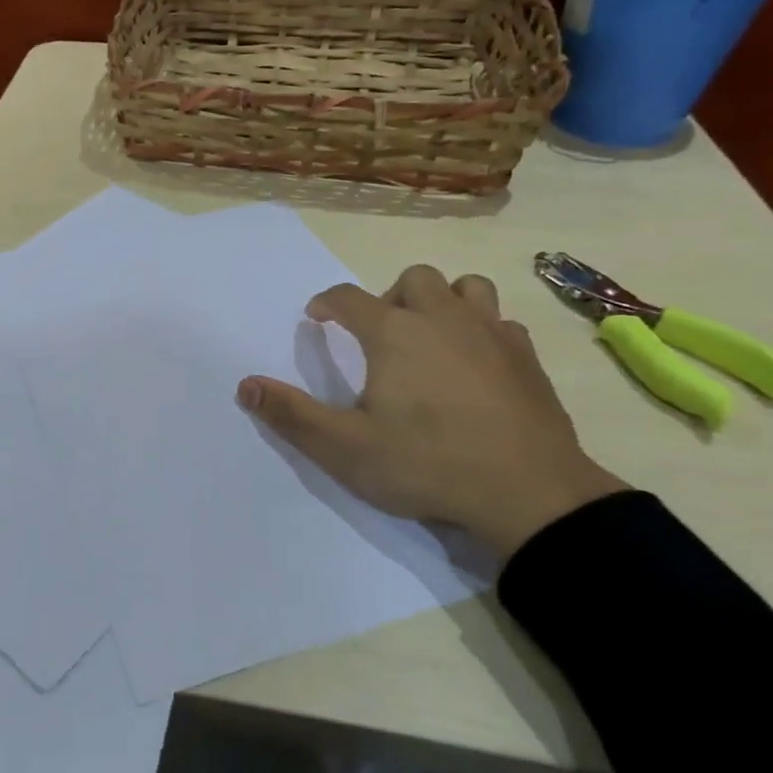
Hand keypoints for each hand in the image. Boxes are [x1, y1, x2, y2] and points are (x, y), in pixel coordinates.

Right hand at [238, 266, 625, 560]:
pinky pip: (500, 322)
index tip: (316, 318)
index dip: (326, 303)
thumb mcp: (343, 448)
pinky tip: (475, 363)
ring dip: (442, 301)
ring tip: (430, 337)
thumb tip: (244, 386)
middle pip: (413, 278)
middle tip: (379, 336)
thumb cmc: (426, 464)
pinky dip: (481, 330)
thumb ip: (291, 414)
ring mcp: (491, 334)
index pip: (348, 297)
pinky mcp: (527, 358)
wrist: (528, 494)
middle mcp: (443, 319)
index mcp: (394, 333)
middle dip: (388, 297)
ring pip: (466, 287)